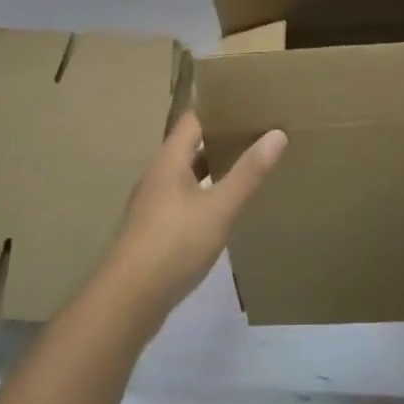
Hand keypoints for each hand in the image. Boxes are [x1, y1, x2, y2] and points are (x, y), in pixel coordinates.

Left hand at [100, 112, 286, 320]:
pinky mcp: (154, 232)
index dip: (218, 108)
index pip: (193, 119)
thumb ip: (248, 172)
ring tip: (247, 166)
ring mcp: (153, 205)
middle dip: (220, 138)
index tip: (248, 102)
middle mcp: (158, 176)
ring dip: (213, 168)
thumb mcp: (219, 207)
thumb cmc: (174, 244)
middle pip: (189, 146)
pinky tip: (224, 209)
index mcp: (170, 160)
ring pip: (187, 175)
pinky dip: (205, 195)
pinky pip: (183, 200)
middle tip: (257, 133)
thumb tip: (276, 133)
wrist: (127, 301)